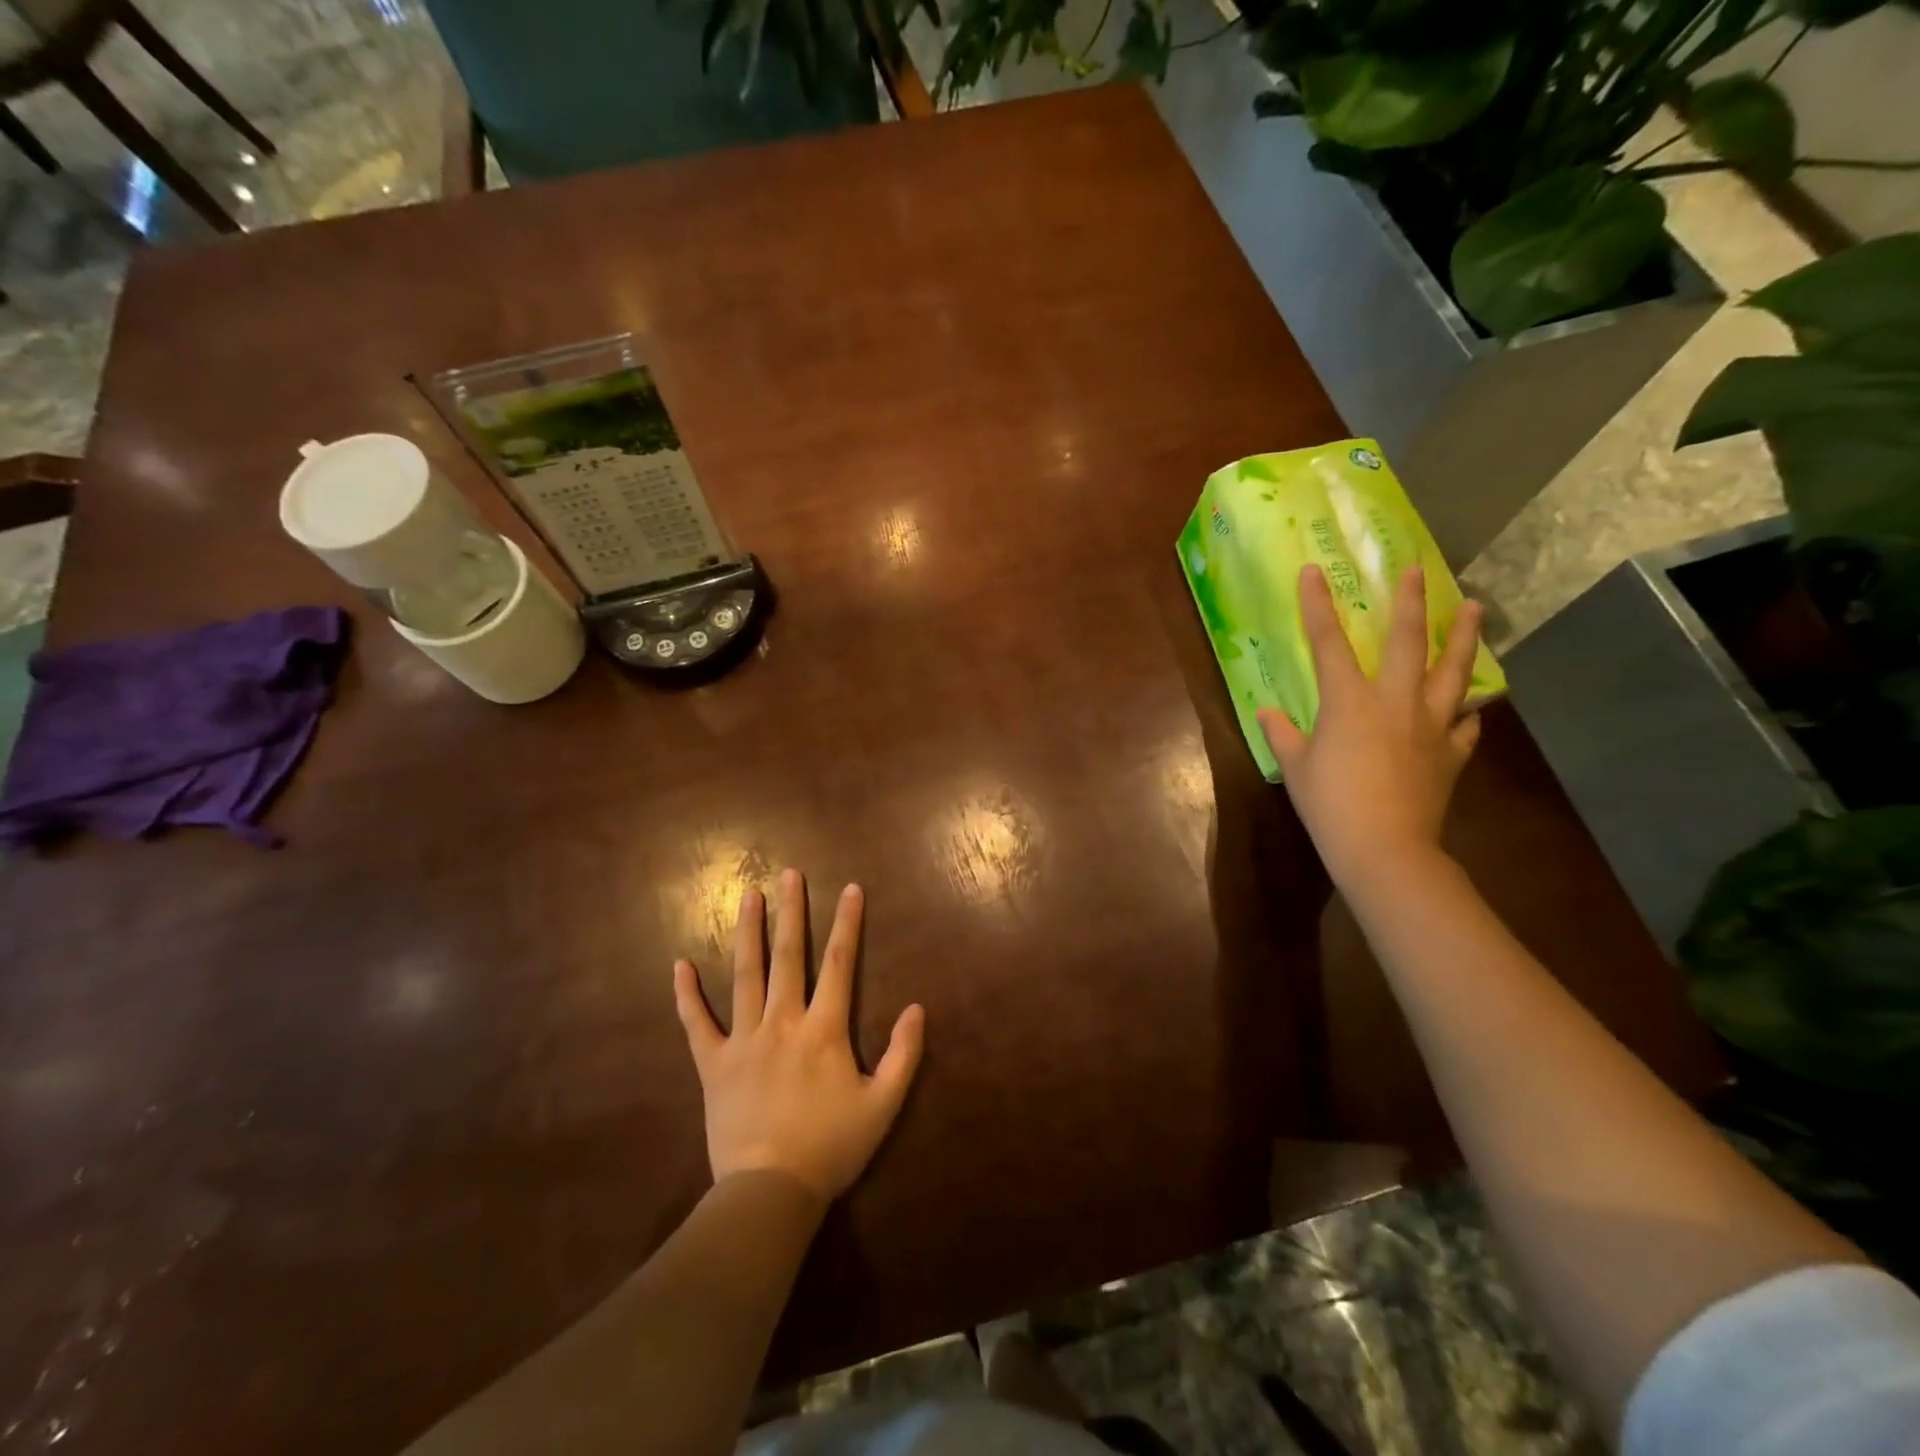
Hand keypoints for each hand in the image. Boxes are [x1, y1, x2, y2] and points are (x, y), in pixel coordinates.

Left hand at [673, 868, 925, 1205]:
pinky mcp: (714, 1064)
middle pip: (789, 956)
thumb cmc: (831, 1147)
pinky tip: (678, 965)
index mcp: (824, 1029)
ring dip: (748, 933)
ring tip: (749, 895)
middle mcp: (783, 1021)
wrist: (770, 1192)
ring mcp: (744, 1039)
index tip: (851, 888)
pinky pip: (697, 1024)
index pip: (840, 963)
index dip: (847, 923)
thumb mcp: (883, 1106)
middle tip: (790, 873)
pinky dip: (686, 995)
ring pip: (745, 975)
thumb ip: (903, 1055)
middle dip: (792, 911)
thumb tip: (917, 1008)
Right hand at [1258, 565, 1483, 892]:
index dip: (1317, 605)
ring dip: (1463, 638)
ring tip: (1473, 609)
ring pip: (1453, 672)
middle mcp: (1395, 702)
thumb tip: (1268, 713)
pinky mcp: (1451, 753)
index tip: (1313, 571)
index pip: (1328, 643)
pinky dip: (1469, 711)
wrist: (1384, 846)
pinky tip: (1472, 705)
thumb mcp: (1295, 767)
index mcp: (1349, 701)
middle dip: (1409, 603)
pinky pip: (1467, 724)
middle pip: (1407, 642)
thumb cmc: (1329, 803)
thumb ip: (1283, 735)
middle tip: (1417, 571)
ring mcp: (1430, 725)